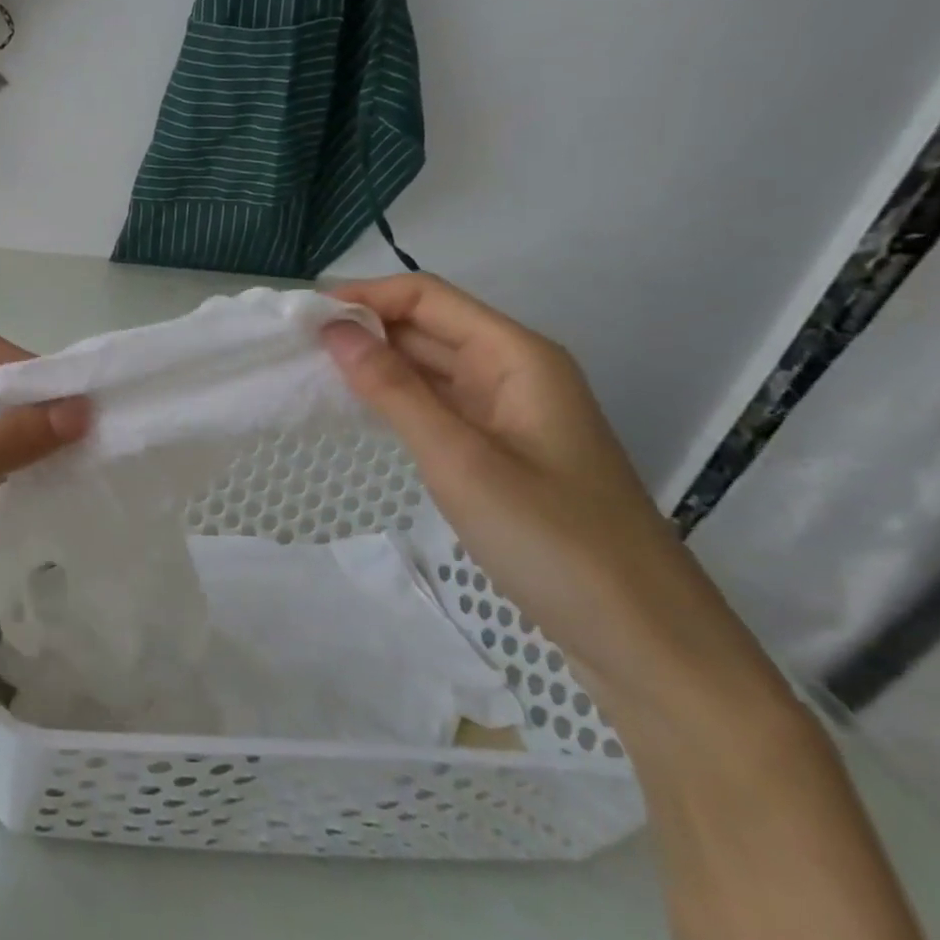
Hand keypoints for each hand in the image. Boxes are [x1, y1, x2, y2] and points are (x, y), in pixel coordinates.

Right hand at [321, 275, 780, 727]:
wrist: (647, 642)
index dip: (363, 297)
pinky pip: (438, 402)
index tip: (302, 319)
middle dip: (362, 327)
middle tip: (293, 346)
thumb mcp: (459, 459)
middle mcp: (514, 371)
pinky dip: (394, 397)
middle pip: (427, 325)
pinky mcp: (501, 449)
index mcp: (517, 356)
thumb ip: (393, 389)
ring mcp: (509, 412)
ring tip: (310, 370)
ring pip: (430, 364)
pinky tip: (356, 408)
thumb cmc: (554, 541)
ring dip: (374, 361)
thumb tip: (334, 330)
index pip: (426, 297)